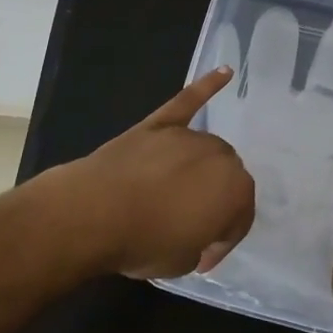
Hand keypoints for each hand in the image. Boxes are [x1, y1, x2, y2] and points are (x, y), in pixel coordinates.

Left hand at [61, 66, 256, 279]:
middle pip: (226, 179)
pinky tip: (224, 72)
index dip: (221, 242)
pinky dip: (207, 86)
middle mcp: (220, 156)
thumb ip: (201, 240)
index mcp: (236, 192)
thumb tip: (194, 230)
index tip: (201, 257)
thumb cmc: (144, 242)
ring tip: (180, 194)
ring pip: (207, 152)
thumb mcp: (184, 260)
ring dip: (201, 171)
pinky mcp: (159, 124)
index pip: (238, 219)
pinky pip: (187, 102)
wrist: (93, 214)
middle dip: (214, 202)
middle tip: (190, 226)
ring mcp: (188, 136)